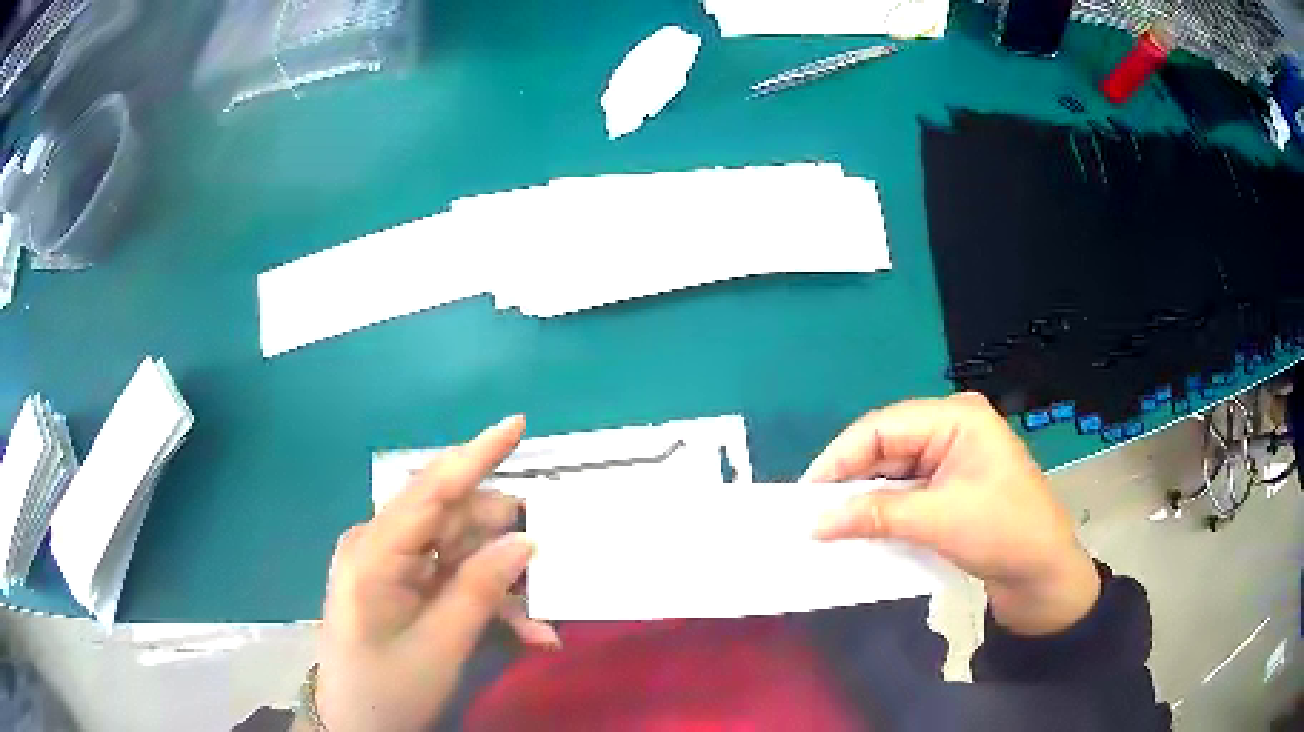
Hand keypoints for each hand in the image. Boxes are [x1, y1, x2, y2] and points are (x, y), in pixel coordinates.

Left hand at [314, 416, 558, 731]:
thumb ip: (481, 588)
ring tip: (540, 625)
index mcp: (375, 552)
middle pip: (453, 521)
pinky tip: (523, 632)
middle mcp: (379, 544)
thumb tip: (525, 540)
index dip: (476, 454)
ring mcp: (390, 564)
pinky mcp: (401, 583)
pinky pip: (452, 576)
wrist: (356, 725)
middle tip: (554, 564)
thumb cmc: (389, 687)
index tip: (518, 423)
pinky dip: (488, 600)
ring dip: (503, 584)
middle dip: (506, 543)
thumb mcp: (441, 645)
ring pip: (460, 552)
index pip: (430, 490)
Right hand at [805, 393, 1099, 635]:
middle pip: (886, 447)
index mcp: (956, 418)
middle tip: (810, 512)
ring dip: (864, 498)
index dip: (840, 458)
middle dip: (849, 479)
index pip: (883, 427)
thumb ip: (876, 515)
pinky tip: (860, 528)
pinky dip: (883, 511)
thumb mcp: (939, 521)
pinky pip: (906, 492)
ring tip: (827, 523)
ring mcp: (952, 459)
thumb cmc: (1003, 532)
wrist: (1044, 574)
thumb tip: (817, 523)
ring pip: (893, 472)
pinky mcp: (951, 488)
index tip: (805, 493)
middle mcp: (951, 429)